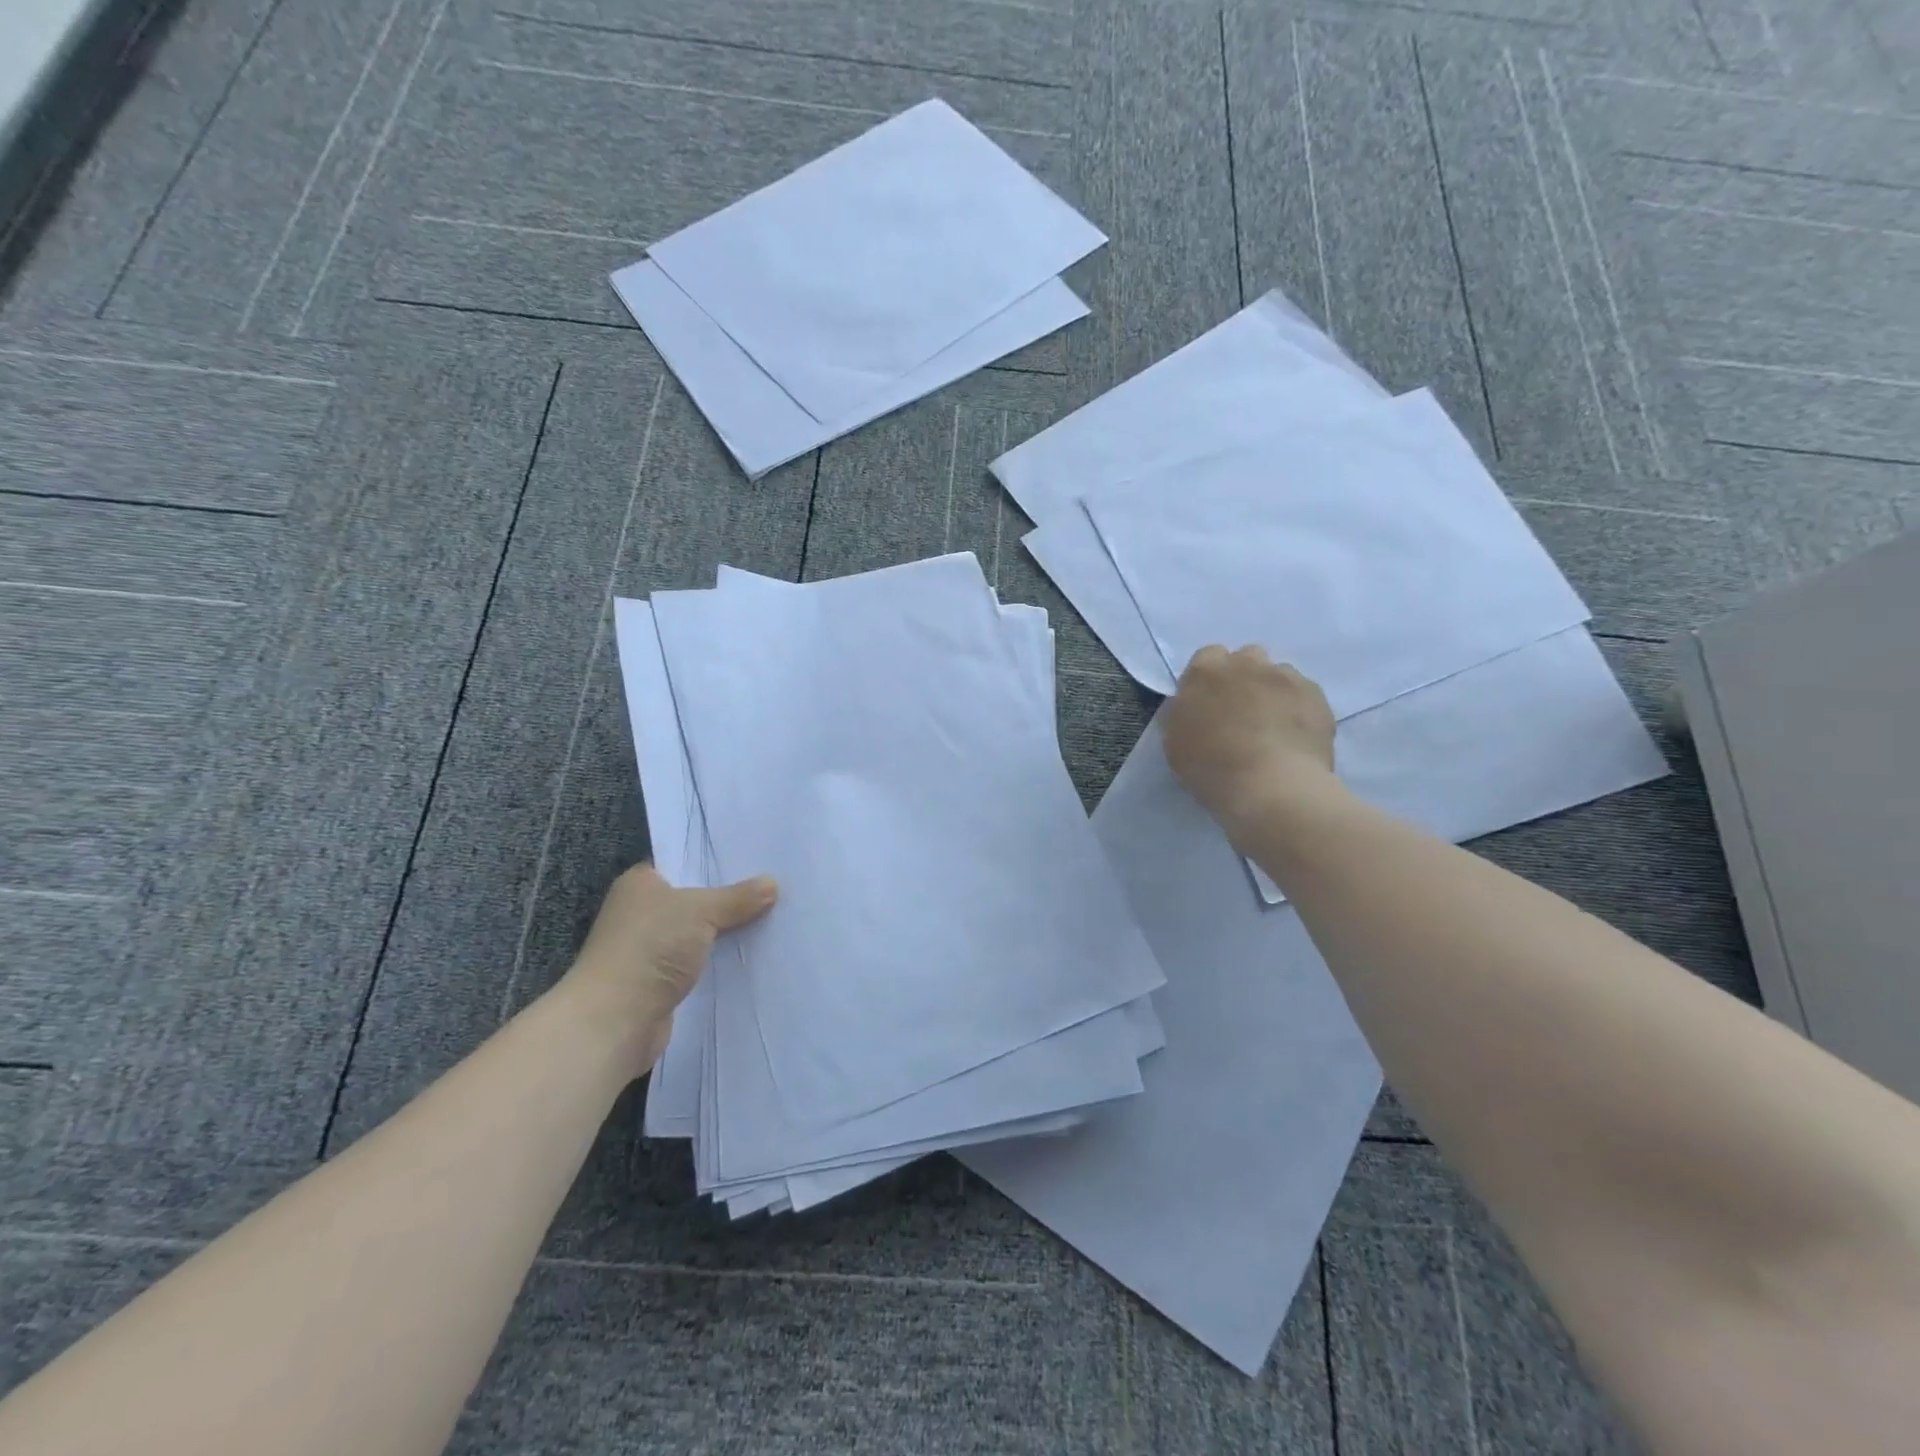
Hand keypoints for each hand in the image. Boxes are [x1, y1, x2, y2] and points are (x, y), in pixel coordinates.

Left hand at [561, 863, 777, 1076]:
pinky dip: (719, 960)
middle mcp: (641, 911)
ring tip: (772, 918)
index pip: (683, 861)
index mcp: (640, 883)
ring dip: (726, 931)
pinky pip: (699, 961)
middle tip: (774, 886)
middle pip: (695, 897)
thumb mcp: (700, 911)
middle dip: (729, 897)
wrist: (615, 1021)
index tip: (755, 858)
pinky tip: (752, 954)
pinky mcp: (660, 981)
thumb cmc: (650, 948)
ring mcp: (649, 948)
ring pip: (699, 932)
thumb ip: (737, 897)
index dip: (716, 860)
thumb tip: (772, 883)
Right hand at [1163, 645, 1338, 838]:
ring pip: (1278, 673)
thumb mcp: (1175, 743)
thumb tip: (1192, 707)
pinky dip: (1298, 707)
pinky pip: (1304, 693)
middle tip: (1240, 712)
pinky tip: (1294, 735)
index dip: (1209, 680)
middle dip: (1243, 677)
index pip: (1207, 657)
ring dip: (1272, 690)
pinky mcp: (1316, 695)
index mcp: (1205, 672)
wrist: (1271, 786)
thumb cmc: (1212, 767)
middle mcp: (1246, 663)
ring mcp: (1285, 677)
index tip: (1209, 703)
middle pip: (1246, 658)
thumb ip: (1183, 714)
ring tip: (1272, 726)